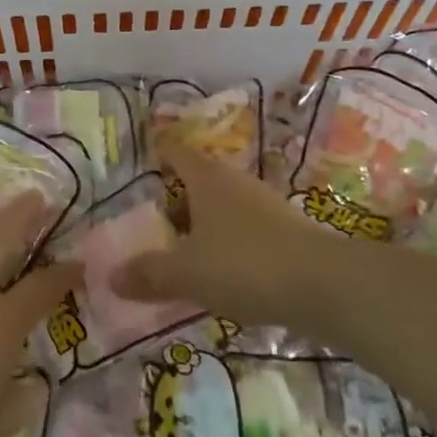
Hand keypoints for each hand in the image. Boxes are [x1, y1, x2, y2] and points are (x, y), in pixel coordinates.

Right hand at [112, 145, 319, 327]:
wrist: (326, 286)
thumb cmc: (246, 264)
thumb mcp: (188, 273)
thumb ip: (149, 274)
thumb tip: (110, 276)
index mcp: (206, 178)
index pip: (175, 151)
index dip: (157, 153)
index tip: (142, 163)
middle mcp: (234, 182)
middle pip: (197, 182)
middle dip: (175, 203)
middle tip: (153, 230)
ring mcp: (264, 205)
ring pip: (221, 208)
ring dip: (202, 228)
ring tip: (184, 259)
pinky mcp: (286, 232)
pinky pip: (243, 231)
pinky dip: (227, 246)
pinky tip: (222, 277)